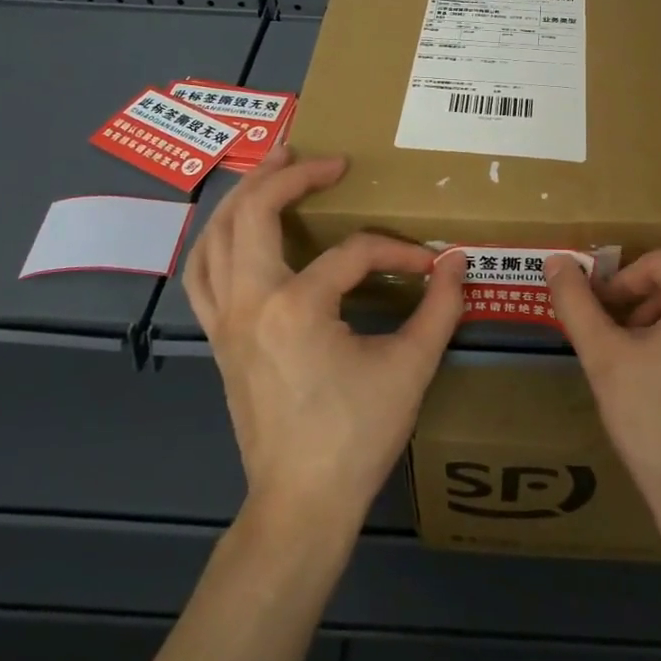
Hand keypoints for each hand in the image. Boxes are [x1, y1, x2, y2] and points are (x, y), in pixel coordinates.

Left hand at [184, 146, 464, 535]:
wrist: (300, 504)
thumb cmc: (355, 436)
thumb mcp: (410, 369)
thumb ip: (440, 308)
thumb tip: (458, 261)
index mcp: (296, 306)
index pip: (353, 253)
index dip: (395, 251)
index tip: (428, 265)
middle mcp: (249, 300)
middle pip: (253, 213)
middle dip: (287, 175)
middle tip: (322, 157)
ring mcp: (225, 319)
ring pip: (214, 236)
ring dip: (241, 196)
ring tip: (270, 168)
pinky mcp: (218, 338)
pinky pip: (202, 272)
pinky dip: (216, 239)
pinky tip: (235, 230)